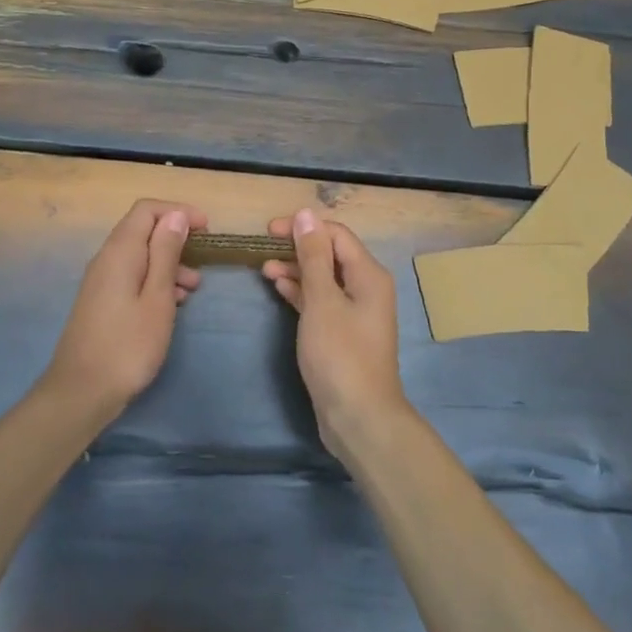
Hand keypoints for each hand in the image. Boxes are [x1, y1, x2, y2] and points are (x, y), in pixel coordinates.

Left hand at [43, 199, 206, 414]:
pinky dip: (155, 281)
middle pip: (142, 230)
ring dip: (169, 263)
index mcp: (120, 251)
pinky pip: (133, 276)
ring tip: (194, 288)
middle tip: (203, 258)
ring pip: (140, 256)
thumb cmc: (128, 345)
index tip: (206, 228)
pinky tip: (174, 304)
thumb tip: (176, 215)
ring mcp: (101, 281)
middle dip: (175, 238)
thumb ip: (166, 253)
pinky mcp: (102, 301)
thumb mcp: (158, 297)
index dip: (178, 211)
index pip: (146, 210)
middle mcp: (106, 259)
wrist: (82, 392)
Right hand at [262, 208, 405, 453]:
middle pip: (330, 254)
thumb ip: (313, 257)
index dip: (304, 227)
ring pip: (323, 278)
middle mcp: (366, 288)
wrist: (359, 416)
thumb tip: (306, 215)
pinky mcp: (343, 333)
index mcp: (368, 275)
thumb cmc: (340, 354)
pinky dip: (301, 292)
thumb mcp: (322, 301)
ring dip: (296, 270)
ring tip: (264, 268)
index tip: (269, 231)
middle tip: (262, 248)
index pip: (336, 234)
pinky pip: (321, 301)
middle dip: (298, 248)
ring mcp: (355, 312)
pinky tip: (279, 287)